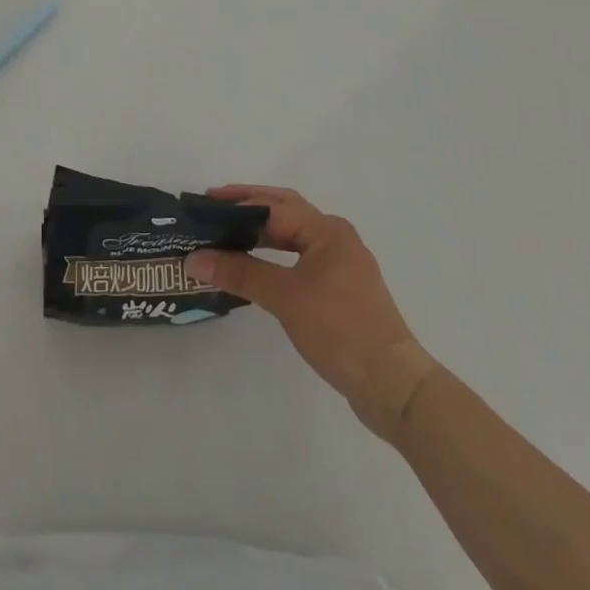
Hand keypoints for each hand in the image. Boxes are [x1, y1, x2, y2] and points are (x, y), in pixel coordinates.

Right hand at [187, 185, 438, 439]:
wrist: (393, 385)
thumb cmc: (340, 329)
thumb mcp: (285, 298)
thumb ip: (240, 273)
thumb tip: (195, 259)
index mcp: (327, 230)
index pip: (273, 206)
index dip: (236, 204)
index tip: (203, 207)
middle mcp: (337, 238)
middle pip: (285, 212)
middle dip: (248, 208)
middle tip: (212, 210)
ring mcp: (342, 265)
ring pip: (294, 236)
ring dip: (262, 232)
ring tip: (228, 235)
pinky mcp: (342, 291)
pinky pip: (300, 259)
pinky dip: (275, 256)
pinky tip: (257, 268)